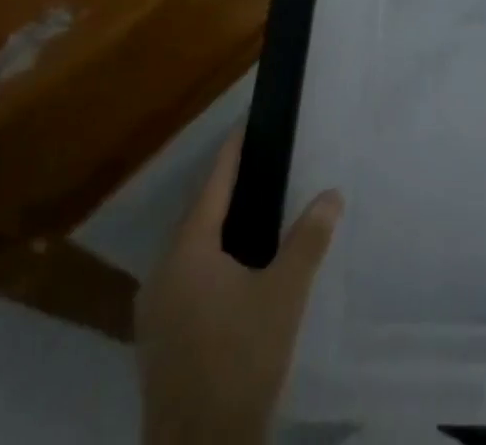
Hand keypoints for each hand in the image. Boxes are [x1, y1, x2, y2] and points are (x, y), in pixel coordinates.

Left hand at [136, 124, 343, 444]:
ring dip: (218, 226)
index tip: (249, 124)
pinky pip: (184, 277)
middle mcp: (162, 273)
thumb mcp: (285, 295)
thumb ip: (308, 239)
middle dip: (228, 188)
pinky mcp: (157, 339)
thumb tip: (332, 193)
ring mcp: (154, 310)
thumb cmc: (241, 361)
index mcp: (188, 252)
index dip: (233, 153)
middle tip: (264, 165)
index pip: (213, 185)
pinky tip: (236, 269)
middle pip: (197, 215)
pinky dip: (209, 258)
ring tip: (255, 211)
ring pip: (189, 248)